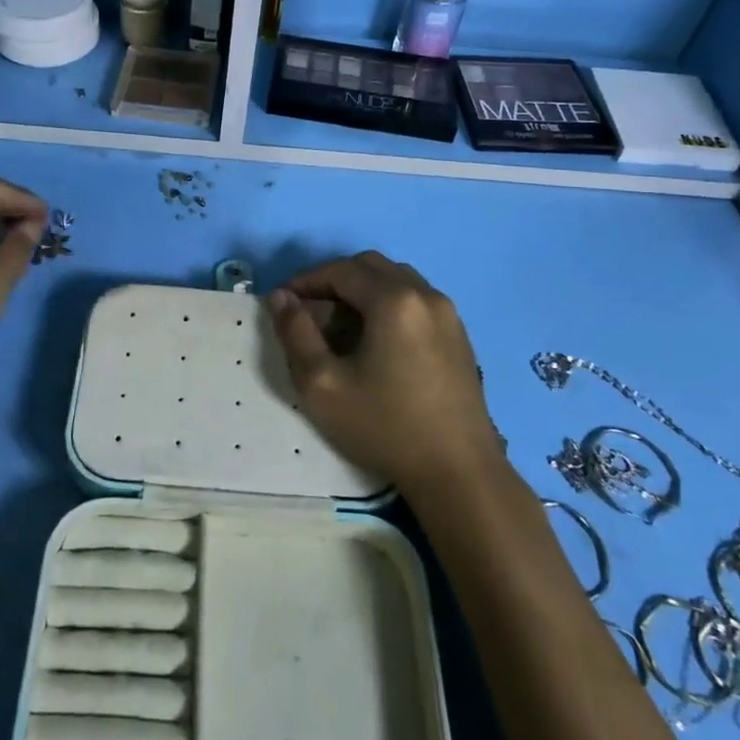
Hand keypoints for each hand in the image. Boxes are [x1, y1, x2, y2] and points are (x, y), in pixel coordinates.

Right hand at [267, 252, 498, 494]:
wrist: (458, 472)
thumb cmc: (384, 426)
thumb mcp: (322, 384)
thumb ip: (295, 333)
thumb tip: (281, 297)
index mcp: (394, 300)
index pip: (340, 270)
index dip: (306, 281)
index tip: (282, 303)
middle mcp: (425, 294)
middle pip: (370, 267)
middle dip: (334, 281)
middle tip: (309, 311)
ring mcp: (448, 314)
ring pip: (396, 280)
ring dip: (363, 291)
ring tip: (340, 326)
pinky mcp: (459, 335)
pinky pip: (416, 300)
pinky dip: (388, 304)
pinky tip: (376, 342)